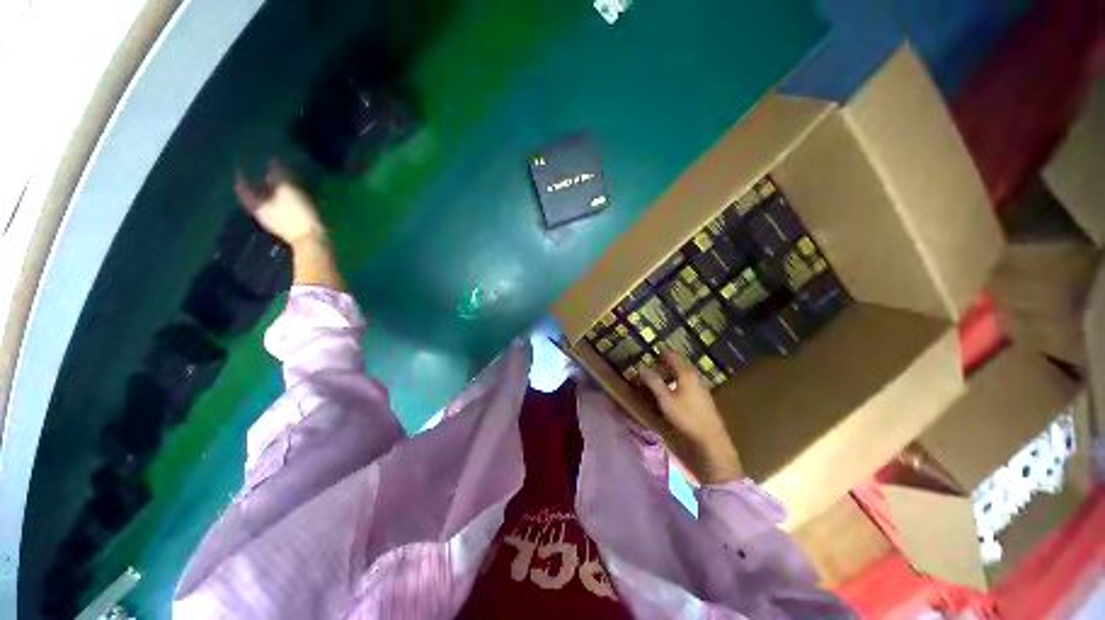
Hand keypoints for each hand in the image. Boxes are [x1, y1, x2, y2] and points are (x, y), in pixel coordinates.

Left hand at [234, 161, 324, 246]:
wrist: (313, 240)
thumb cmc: (296, 214)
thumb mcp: (287, 189)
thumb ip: (278, 174)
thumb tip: (272, 161)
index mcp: (256, 204)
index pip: (243, 188)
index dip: (242, 177)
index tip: (241, 168)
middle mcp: (262, 213)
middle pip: (257, 196)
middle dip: (261, 185)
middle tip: (267, 174)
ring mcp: (277, 222)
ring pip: (272, 203)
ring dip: (276, 193)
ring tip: (284, 184)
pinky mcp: (291, 227)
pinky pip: (285, 210)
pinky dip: (287, 202)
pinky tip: (296, 198)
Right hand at [639, 350, 743, 484]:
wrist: (711, 440)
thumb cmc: (686, 417)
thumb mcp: (665, 399)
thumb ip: (653, 381)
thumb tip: (641, 366)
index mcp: (686, 373)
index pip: (671, 355)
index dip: (659, 354)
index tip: (647, 358)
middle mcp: (695, 376)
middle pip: (677, 363)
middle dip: (663, 364)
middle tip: (649, 370)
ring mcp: (700, 386)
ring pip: (682, 373)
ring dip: (669, 374)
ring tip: (656, 381)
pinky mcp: (702, 396)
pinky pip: (686, 382)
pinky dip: (676, 382)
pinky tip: (670, 392)